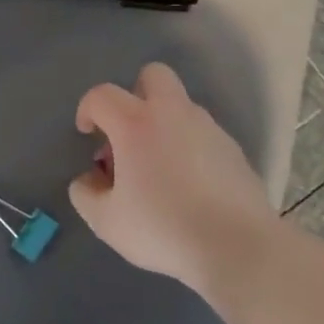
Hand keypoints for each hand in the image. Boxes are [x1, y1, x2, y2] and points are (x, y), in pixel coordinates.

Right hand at [68, 62, 271, 294]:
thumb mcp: (106, 221)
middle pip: (153, 75)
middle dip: (135, 94)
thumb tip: (88, 180)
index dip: (87, 109)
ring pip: (181, 106)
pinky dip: (189, 147)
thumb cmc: (163, 228)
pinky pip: (203, 135)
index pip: (102, 95)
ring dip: (164, 124)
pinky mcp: (234, 150)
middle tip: (128, 133)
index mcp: (136, 123)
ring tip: (159, 169)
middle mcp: (173, 114)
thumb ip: (85, 194)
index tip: (87, 135)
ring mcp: (209, 129)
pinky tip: (189, 186)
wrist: (238, 248)